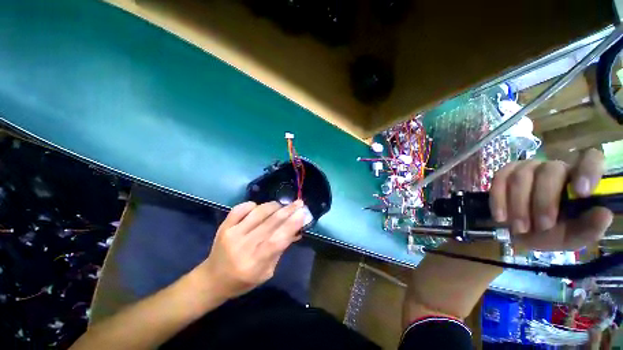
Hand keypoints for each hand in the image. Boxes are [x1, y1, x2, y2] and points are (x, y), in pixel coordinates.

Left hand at [196, 200, 305, 297]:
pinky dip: (253, 205)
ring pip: (258, 212)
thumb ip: (281, 249)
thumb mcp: (267, 272)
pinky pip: (241, 208)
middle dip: (288, 210)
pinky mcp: (224, 226)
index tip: (303, 213)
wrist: (213, 279)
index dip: (292, 224)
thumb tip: (296, 230)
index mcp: (254, 263)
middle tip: (299, 203)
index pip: (277, 239)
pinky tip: (259, 208)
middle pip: (270, 223)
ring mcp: (232, 233)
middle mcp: (243, 246)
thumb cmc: (243, 280)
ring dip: (274, 206)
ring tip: (281, 206)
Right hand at [489, 149, 613, 250]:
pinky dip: (498, 199)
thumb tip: (603, 213)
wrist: (524, 232)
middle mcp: (555, 167)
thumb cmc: (555, 233)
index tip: (581, 192)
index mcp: (579, 178)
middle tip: (542, 226)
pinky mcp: (505, 173)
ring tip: (520, 228)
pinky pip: (499, 179)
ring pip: (521, 176)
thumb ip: (590, 228)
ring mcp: (528, 168)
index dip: (587, 170)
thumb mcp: (575, 236)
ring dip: (519, 205)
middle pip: (549, 171)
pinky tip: (500, 217)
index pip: (590, 159)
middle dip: (543, 201)